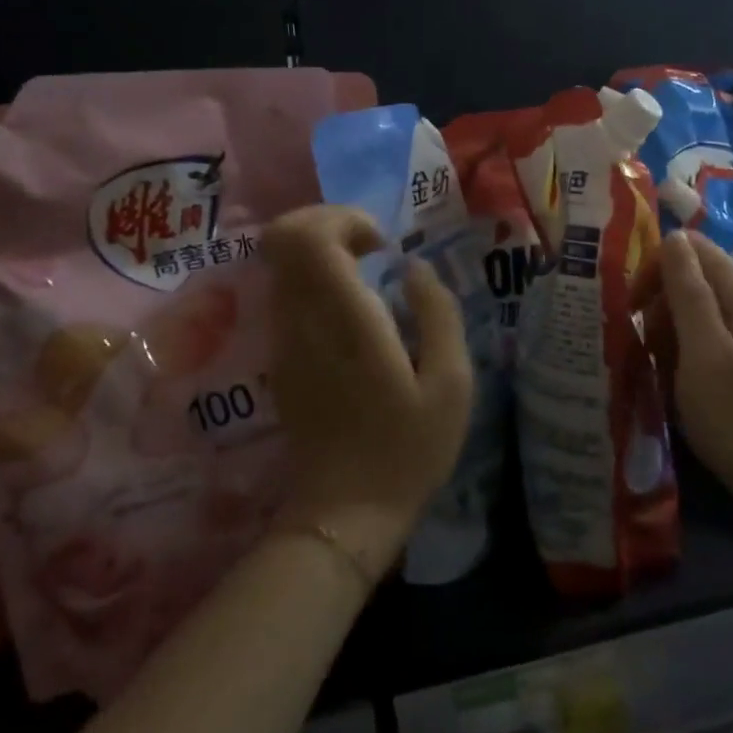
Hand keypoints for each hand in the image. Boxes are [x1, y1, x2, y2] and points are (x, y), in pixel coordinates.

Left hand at [262, 205, 474, 579]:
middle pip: (282, 237)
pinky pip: (286, 293)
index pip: (309, 238)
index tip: (382, 245)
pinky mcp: (280, 357)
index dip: (342, 220)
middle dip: (328, 224)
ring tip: (368, 277)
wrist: (345, 512)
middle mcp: (303, 322)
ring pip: (280, 263)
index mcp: (346, 323)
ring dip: (322, 252)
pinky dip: (314, 280)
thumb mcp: (451, 384)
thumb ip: (438, 314)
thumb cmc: (408, 450)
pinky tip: (353, 311)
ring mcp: (284, 340)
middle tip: (372, 249)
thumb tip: (414, 269)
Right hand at [658, 231, 732, 519]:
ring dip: (666, 333)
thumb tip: (674, 236)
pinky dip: (683, 354)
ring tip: (657, 371)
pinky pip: (705, 339)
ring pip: (694, 311)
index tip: (631, 308)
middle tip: (642, 346)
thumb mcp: (705, 352)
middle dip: (658, 305)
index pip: (690, 248)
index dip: (655, 269)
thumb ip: (688, 292)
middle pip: (691, 278)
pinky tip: (676, 384)